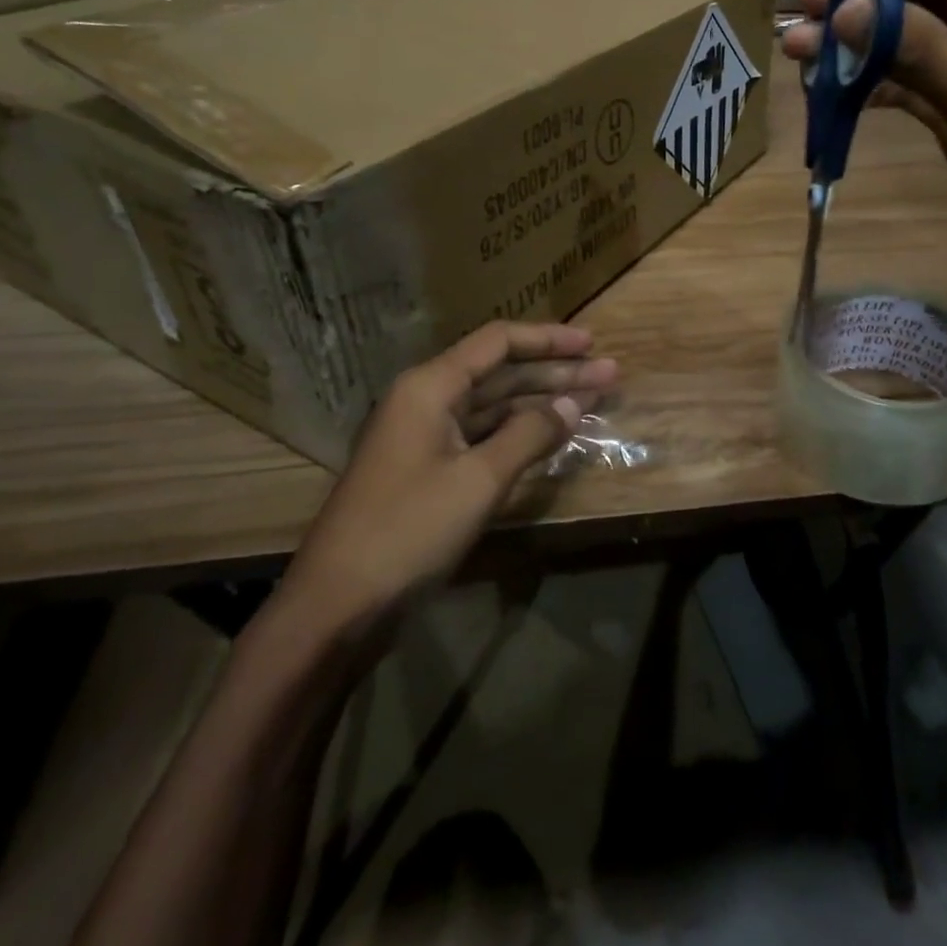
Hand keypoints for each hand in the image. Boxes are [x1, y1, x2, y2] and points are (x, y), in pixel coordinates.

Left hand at [273, 322, 617, 638]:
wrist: (335, 606)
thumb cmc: (407, 531)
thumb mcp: (478, 480)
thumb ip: (530, 435)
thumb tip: (574, 404)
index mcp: (430, 387)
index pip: (498, 343)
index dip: (548, 339)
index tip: (592, 344)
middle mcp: (426, 400)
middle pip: (500, 372)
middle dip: (556, 372)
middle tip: (610, 374)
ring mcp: (426, 437)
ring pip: (494, 406)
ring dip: (542, 402)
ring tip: (593, 399)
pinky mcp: (429, 471)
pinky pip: (483, 436)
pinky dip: (519, 433)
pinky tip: (552, 435)